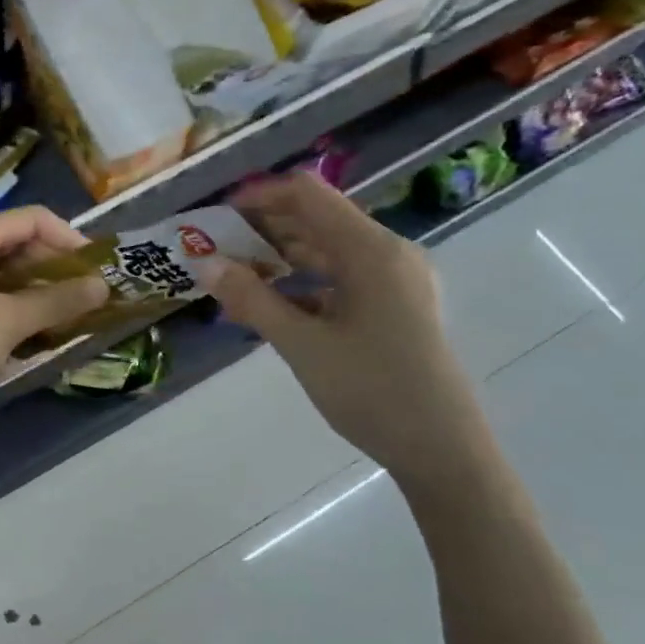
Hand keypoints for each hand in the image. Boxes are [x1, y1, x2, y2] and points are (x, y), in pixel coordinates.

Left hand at [0, 206, 108, 432]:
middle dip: (47, 262)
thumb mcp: (10, 322)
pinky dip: (0, 294)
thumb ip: (58, 300)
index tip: (94, 266)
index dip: (68, 237)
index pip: (28, 219)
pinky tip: (17, 320)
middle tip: (76, 291)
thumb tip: (103, 286)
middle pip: (8, 238)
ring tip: (53, 307)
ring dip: (25, 281)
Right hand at [203, 173, 488, 490]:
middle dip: (264, 228)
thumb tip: (204, 263)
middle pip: (318, 219)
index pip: (308, 195)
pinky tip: (272, 305)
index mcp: (371, 251)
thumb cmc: (371, 389)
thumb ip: (251, 299)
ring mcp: (395, 281)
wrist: (440, 448)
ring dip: (281, 257)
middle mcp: (388, 254)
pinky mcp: (394, 306)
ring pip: (328, 251)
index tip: (217, 216)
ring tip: (235, 276)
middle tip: (216, 249)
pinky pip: (341, 279)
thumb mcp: (301, 344)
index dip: (260, 196)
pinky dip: (304, 284)